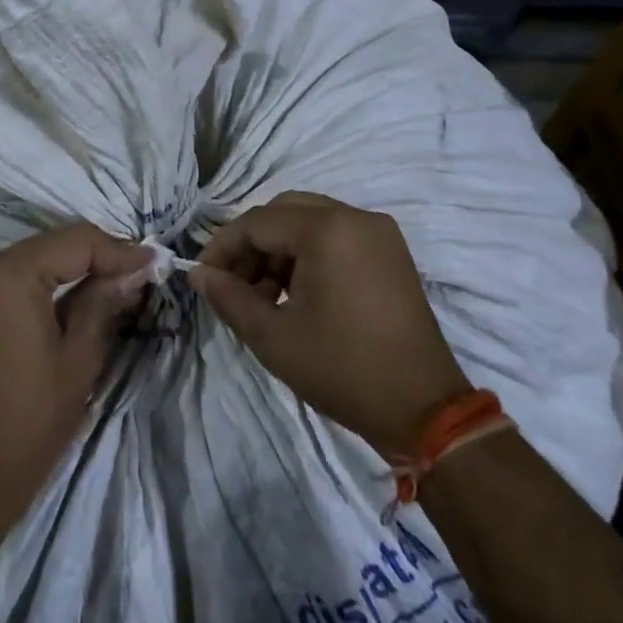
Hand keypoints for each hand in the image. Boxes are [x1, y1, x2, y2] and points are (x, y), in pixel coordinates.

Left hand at [0, 223, 153, 523]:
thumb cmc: (36, 415)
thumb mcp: (81, 353)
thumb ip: (105, 299)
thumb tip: (136, 267)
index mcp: (7, 277)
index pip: (73, 242)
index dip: (117, 249)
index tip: (156, 260)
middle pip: (53, 245)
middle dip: (99, 255)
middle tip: (143, 269)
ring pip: (37, 258)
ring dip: (78, 266)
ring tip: (123, 279)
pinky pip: (19, 277)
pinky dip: (53, 281)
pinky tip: (86, 291)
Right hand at [190, 192, 468, 458]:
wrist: (424, 410)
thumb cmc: (342, 369)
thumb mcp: (273, 337)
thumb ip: (229, 297)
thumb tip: (198, 274)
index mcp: (327, 230)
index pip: (257, 222)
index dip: (223, 246)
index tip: (202, 276)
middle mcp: (355, 218)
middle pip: (283, 213)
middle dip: (251, 245)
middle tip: (232, 284)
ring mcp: (378, 233)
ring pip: (309, 222)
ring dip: (278, 250)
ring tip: (263, 297)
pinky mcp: (390, 252)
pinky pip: (336, 236)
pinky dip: (308, 255)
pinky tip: (295, 294)